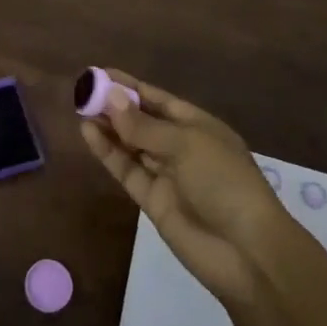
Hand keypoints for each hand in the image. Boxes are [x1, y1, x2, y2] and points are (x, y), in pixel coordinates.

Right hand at [81, 69, 293, 306]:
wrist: (246, 252)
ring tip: (80, 109)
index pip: (159, 100)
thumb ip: (144, 126)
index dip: (131, 87)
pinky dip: (108, 153)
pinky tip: (89, 134)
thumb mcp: (186, 144)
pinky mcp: (152, 201)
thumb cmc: (224, 182)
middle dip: (115, 106)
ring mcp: (166, 175)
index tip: (101, 74)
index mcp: (199, 126)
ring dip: (108, 127)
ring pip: (131, 145)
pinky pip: (126, 170)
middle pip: (142, 121)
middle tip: (83, 91)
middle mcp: (181, 147)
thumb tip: (110, 97)